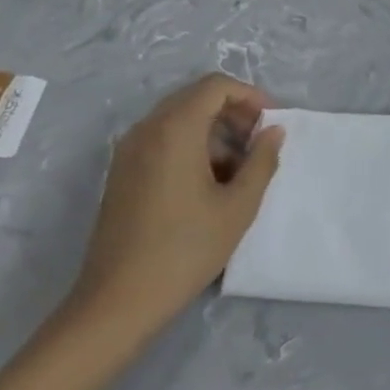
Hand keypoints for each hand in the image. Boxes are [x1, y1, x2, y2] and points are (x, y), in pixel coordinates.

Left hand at [64, 74, 283, 350]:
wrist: (115, 304)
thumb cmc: (184, 250)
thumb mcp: (237, 207)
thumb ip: (261, 162)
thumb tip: (273, 132)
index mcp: (175, 129)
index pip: (215, 86)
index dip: (249, 95)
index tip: (270, 122)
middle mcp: (147, 129)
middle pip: (195, 97)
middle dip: (232, 112)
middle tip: (258, 142)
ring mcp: (129, 151)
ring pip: (178, 118)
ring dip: (212, 130)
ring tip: (237, 168)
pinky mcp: (121, 173)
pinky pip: (161, 139)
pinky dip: (189, 145)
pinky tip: (207, 183)